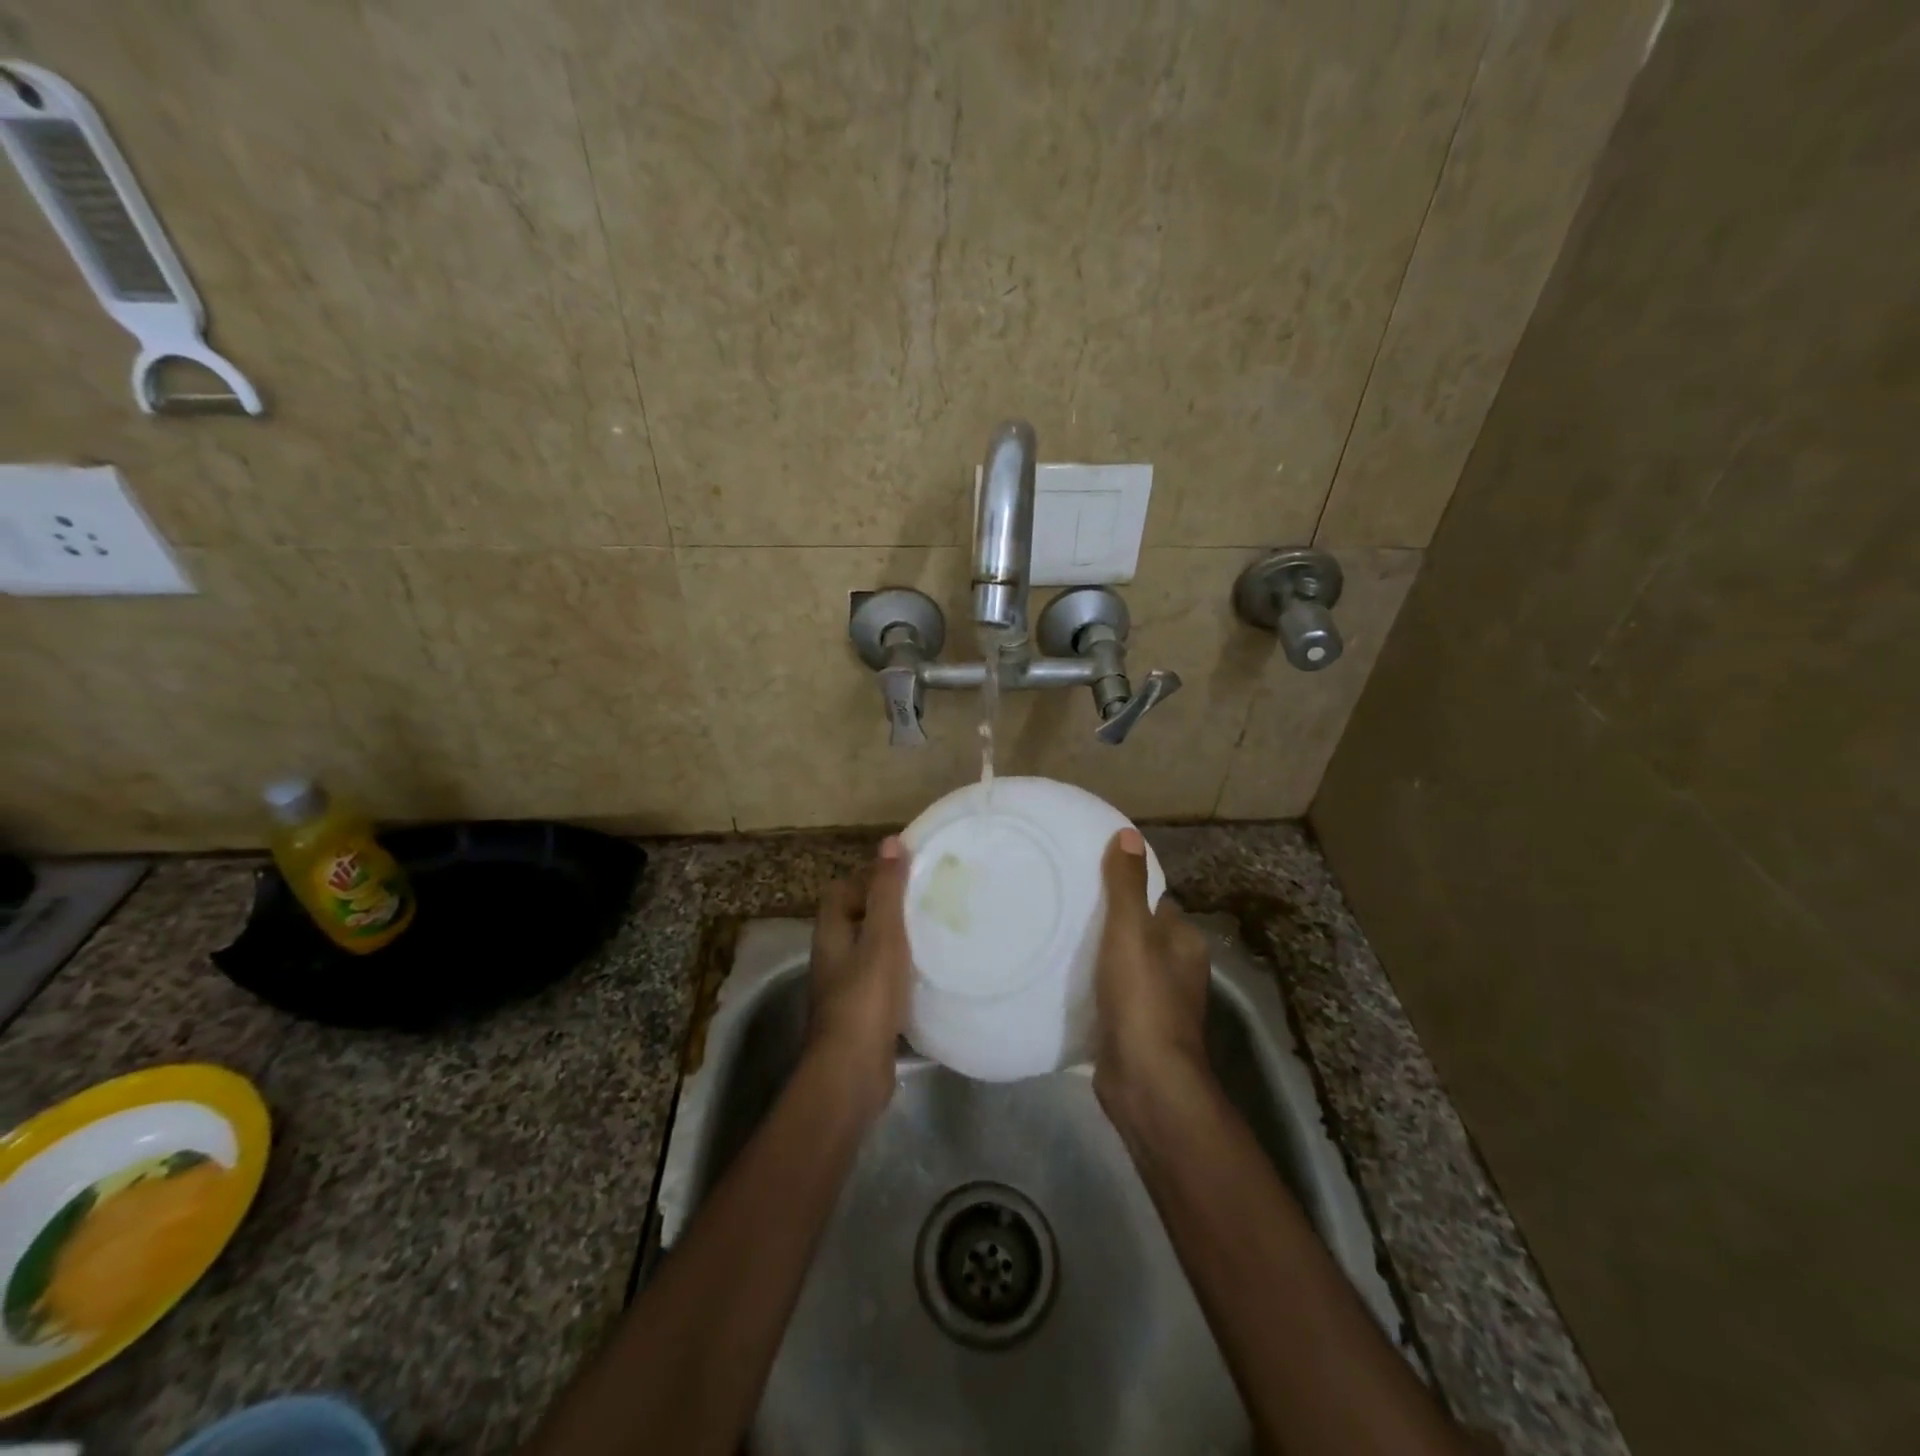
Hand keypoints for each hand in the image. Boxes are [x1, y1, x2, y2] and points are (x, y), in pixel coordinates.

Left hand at [807, 836, 912, 1116]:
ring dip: (895, 940)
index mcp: (831, 933)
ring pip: (870, 951)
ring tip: (932, 931)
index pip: (842, 890)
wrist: (853, 1072)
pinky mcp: (861, 1015)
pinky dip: (900, 972)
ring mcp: (845, 989)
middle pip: (856, 919)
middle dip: (886, 907)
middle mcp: (832, 957)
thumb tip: (890, 842)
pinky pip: (880, 981)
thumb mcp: (882, 936)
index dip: (869, 876)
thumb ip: (887, 891)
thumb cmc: (866, 996)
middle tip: (925, 899)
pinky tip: (927, 974)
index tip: (905, 872)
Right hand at [1092, 828, 1211, 1120]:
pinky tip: (1065, 979)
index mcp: (1184, 941)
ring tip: (1057, 936)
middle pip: (1138, 932)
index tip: (1088, 878)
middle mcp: (1178, 969)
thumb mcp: (1131, 932)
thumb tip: (1128, 834)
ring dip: (1099, 955)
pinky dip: (1094, 985)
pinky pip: (1112, 994)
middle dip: (1108, 921)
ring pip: (1124, 964)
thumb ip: (1126, 885)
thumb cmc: (1142, 998)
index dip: (1126, 888)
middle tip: (1064, 906)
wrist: (1146, 1081)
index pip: (1155, 901)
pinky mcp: (1136, 1028)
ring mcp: (1158, 1002)